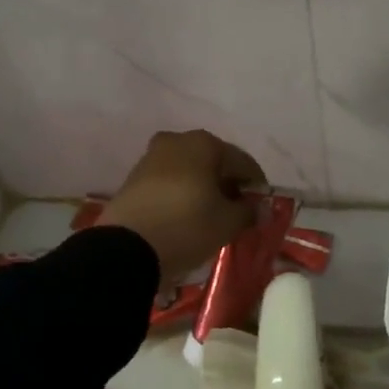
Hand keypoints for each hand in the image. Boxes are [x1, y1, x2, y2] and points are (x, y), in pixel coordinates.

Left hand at [96, 130, 265, 287]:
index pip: (243, 162)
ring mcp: (152, 157)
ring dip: (203, 189)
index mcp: (205, 143)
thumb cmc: (187, 225)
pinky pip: (169, 182)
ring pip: (189, 171)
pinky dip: (182, 195)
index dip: (256, 186)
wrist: (126, 247)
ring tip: (210, 217)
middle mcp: (178, 141)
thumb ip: (248, 212)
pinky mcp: (134, 178)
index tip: (262, 209)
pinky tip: (185, 217)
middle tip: (236, 213)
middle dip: (227, 185)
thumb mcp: (227, 223)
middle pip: (214, 162)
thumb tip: (259, 209)